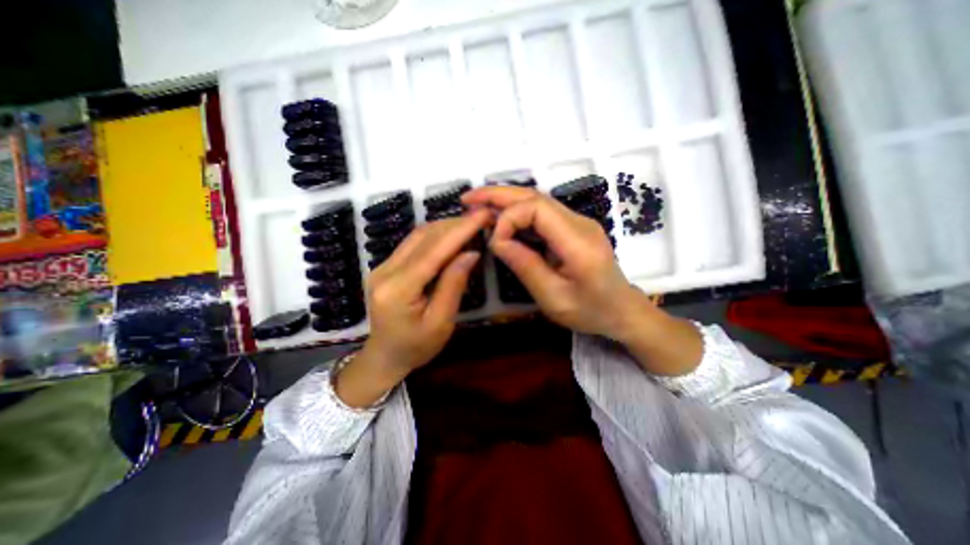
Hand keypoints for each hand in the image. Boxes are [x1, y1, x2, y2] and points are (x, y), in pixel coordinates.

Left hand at [337, 212, 492, 405]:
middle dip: (454, 224)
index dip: (460, 230)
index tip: (483, 215)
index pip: (433, 251)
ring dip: (445, 226)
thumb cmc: (416, 347)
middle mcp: (385, 271)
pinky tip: (451, 235)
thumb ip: (454, 285)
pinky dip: (435, 236)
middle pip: (423, 237)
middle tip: (481, 218)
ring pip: (417, 236)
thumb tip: (471, 253)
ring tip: (470, 224)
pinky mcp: (385, 267)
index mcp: (398, 290)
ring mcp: (382, 266)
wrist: (384, 357)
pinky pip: (413, 243)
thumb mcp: (441, 323)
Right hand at [464, 188, 641, 336]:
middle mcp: (580, 223)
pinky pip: (542, 213)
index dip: (508, 218)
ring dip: (506, 200)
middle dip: (499, 194)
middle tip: (469, 198)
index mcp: (578, 242)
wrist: (622, 311)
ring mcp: (578, 222)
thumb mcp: (553, 298)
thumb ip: (525, 266)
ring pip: (537, 201)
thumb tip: (497, 240)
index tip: (494, 242)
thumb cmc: (591, 311)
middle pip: (535, 196)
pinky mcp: (573, 228)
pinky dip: (518, 213)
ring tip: (478, 205)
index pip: (537, 209)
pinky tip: (501, 219)